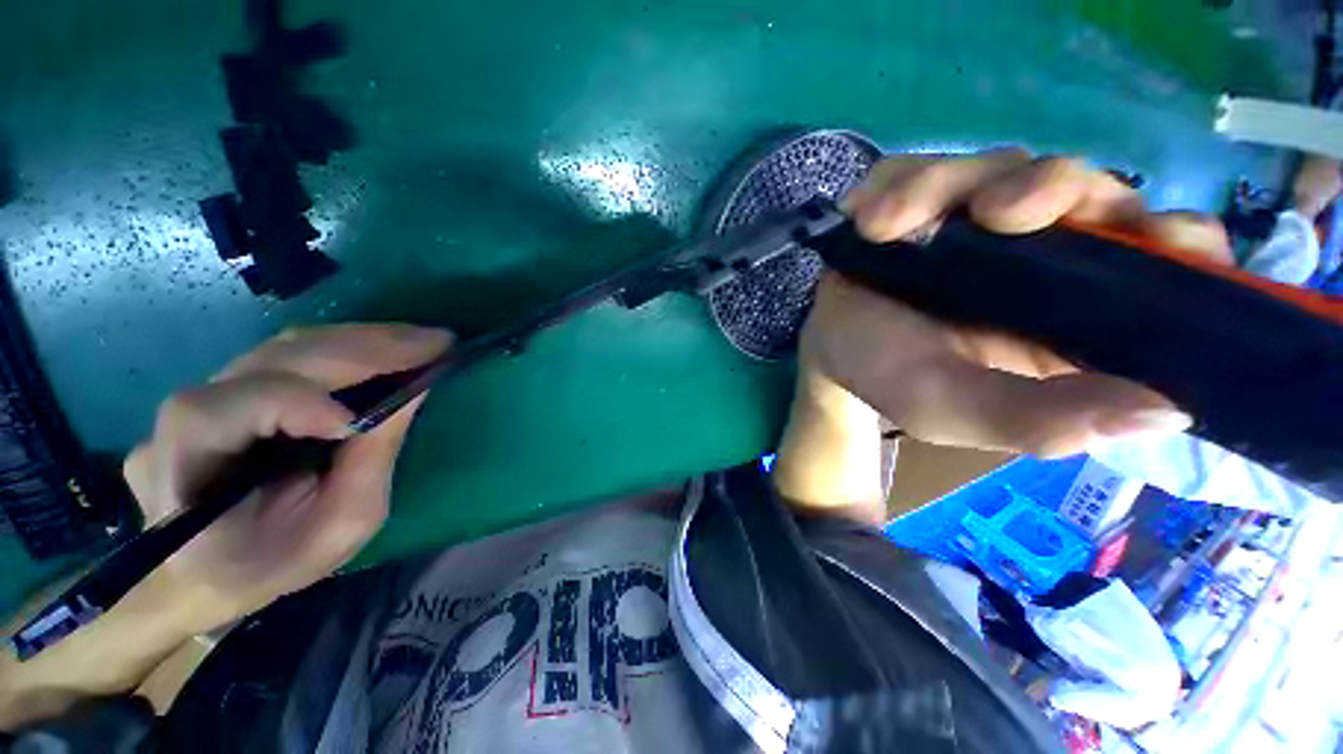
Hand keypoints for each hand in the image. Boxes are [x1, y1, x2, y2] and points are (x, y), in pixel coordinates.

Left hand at [124, 323, 451, 628]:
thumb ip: (370, 463)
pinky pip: (294, 352)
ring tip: (422, 342)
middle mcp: (185, 418)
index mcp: (186, 471)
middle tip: (435, 343)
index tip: (363, 418)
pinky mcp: (235, 384)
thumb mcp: (334, 530)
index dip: (294, 403)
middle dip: (362, 349)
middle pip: (273, 361)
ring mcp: (209, 393)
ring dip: (363, 340)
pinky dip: (349, 346)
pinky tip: (389, 347)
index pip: (225, 413)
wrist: (207, 566)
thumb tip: (413, 395)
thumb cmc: (271, 562)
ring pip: (286, 347)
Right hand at [800, 151, 1232, 457]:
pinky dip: (895, 183)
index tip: (1157, 240)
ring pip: (999, 165)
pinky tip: (866, 218)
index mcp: (1072, 311)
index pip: (1162, 262)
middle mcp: (1040, 251)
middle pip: (1085, 187)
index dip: (1178, 242)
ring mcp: (977, 215)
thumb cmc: (891, 380)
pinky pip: (922, 165)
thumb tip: (1164, 411)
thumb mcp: (954, 410)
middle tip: (994, 214)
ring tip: (884, 226)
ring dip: (944, 185)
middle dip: (1049, 188)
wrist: (830, 349)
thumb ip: (1034, 419)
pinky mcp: (924, 197)